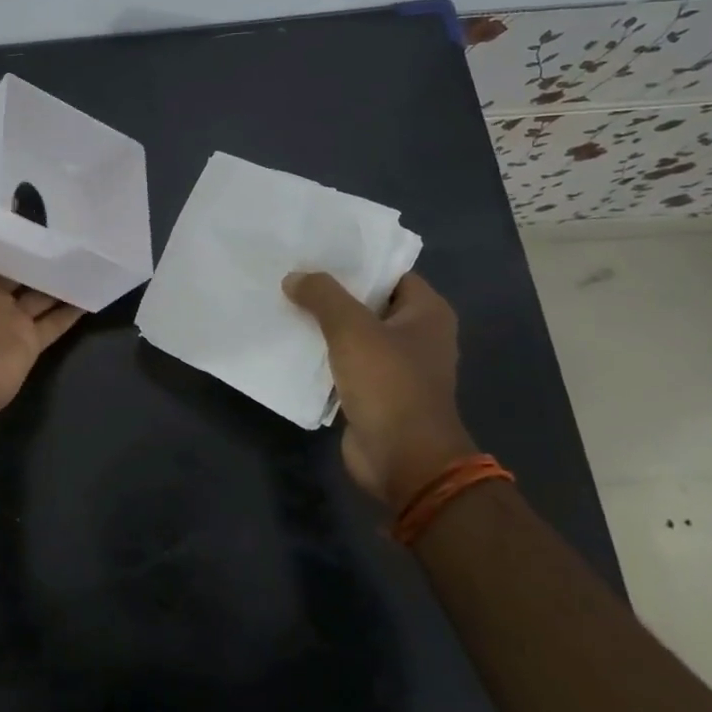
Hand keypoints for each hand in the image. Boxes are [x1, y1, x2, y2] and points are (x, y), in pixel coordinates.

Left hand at [0, 197, 84, 423]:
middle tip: (66, 220)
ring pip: (40, 290)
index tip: (25, 199)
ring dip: (58, 274)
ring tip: (85, 248)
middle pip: (15, 265)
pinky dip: (74, 307)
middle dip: (34, 247)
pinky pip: (57, 320)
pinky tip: (94, 286)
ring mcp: (11, 318)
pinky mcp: (32, 340)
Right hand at [282, 271, 475, 506]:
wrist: (403, 460)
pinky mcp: (376, 392)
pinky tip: (291, 341)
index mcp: (427, 312)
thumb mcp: (351, 328)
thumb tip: (294, 277)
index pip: (390, 272)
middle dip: (332, 292)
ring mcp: (397, 366)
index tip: (317, 251)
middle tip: (292, 273)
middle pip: (369, 301)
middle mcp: (417, 335)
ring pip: (354, 333)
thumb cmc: (389, 383)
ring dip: (323, 324)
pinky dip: (322, 353)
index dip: (356, 261)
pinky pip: (345, 362)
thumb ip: (322, 295)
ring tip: (284, 301)